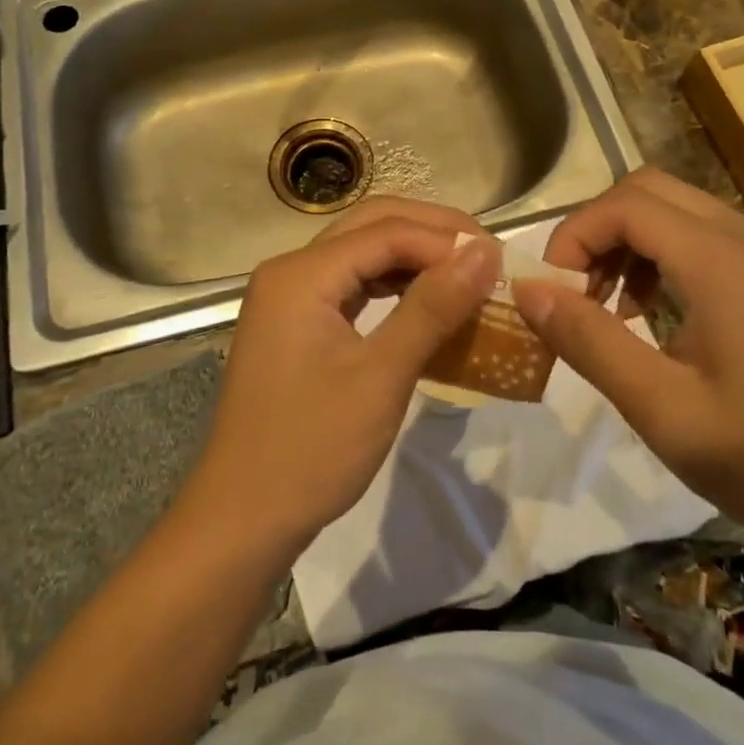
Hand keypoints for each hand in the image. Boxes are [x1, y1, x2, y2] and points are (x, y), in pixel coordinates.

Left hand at [187, 199, 497, 556]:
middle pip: (371, 225)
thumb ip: (433, 307)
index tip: (501, 262)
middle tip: (487, 256)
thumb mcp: (381, 376)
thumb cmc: (312, 449)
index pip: (387, 231)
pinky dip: (392, 284)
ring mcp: (289, 296)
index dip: (446, 240)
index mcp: (301, 274)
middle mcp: (290, 270)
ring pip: (362, 251)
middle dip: (432, 234)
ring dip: (414, 256)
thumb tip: (484, 253)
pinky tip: (427, 300)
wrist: (242, 519)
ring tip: (467, 274)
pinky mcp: (296, 322)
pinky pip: (351, 283)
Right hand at [511, 168, 743, 552]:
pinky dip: (663, 255)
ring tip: (610, 307)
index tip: (553, 290)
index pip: (627, 204)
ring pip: (677, 209)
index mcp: (724, 262)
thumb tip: (525, 288)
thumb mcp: (659, 406)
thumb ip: (587, 339)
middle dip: (598, 230)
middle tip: (577, 292)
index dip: (575, 234)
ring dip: (629, 241)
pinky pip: (705, 236)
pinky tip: (654, 312)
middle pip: (650, 190)